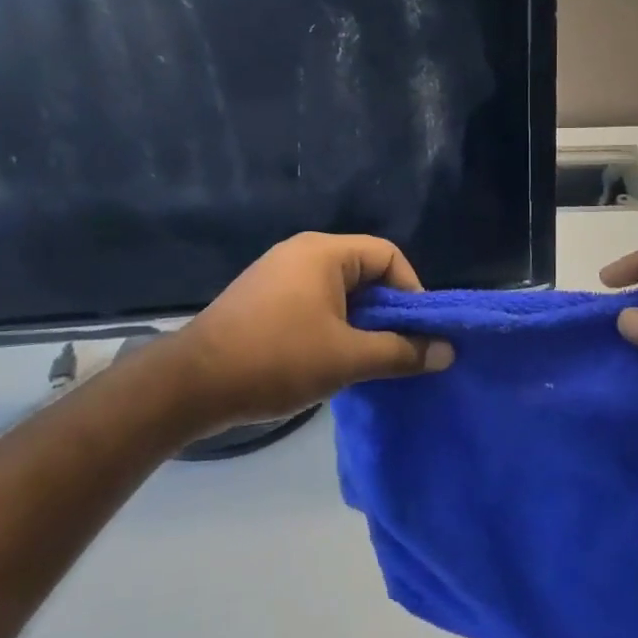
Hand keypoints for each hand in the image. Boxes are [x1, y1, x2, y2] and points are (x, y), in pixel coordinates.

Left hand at [162, 233, 453, 434]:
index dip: (411, 292)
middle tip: (396, 350)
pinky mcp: (261, 300)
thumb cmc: (277, 360)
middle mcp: (301, 253)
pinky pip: (313, 303)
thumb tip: (447, 352)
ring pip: (338, 292)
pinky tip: (330, 361)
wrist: (190, 385)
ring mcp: (277, 275)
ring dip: (359, 323)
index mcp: (324, 252)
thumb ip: (401, 352)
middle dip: (386, 312)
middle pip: (364, 272)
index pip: (388, 256)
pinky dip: (332, 327)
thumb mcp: (348, 358)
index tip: (417, 333)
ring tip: (366, 361)